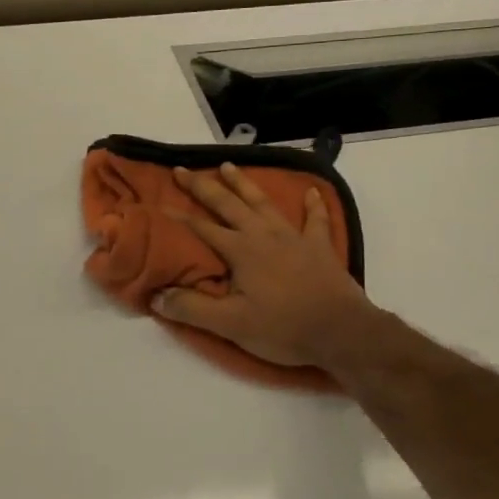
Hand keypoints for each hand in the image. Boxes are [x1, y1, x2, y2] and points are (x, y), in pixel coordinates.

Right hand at [156, 163, 381, 368]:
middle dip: (203, 187)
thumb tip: (156, 297)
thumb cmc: (284, 328)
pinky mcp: (319, 246)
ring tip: (227, 166)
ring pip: (263, 202)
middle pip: (228, 204)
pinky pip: (315, 219)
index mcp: (241, 250)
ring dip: (244, 184)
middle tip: (183, 171)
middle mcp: (264, 234)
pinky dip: (313, 204)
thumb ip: (192, 309)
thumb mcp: (231, 325)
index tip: (158, 205)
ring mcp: (294, 236)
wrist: (342, 332)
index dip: (178, 217)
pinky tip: (311, 192)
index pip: (202, 229)